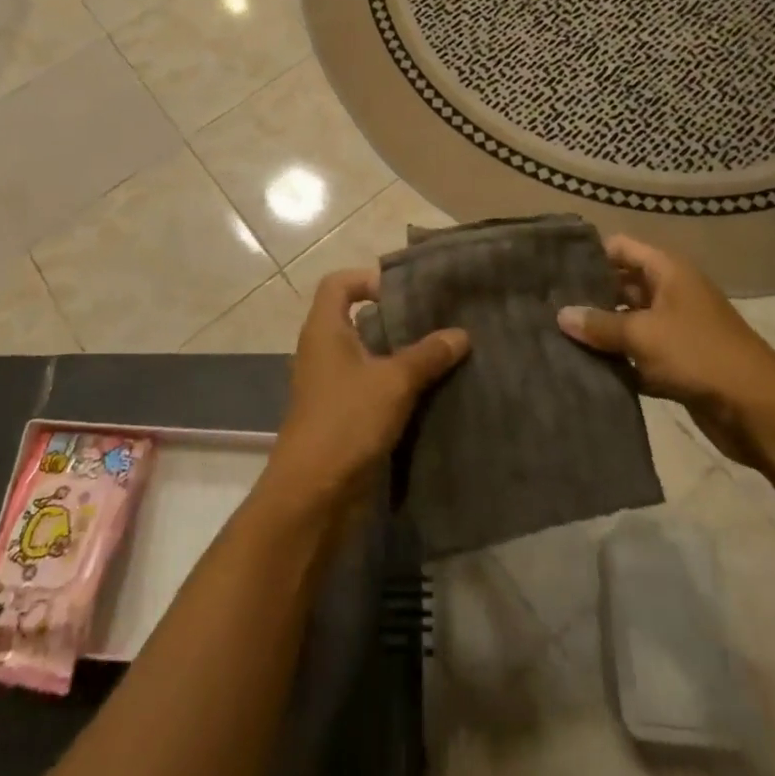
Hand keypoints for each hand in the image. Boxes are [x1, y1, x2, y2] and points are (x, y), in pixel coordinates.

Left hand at [261, 268, 469, 519]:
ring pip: (367, 356)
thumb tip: (461, 334)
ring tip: (440, 354)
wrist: (313, 496)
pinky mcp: (341, 416)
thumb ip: (428, 354)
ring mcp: (330, 386)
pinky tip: (429, 392)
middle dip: (395, 319)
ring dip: (399, 355)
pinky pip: (370, 387)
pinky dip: (395, 385)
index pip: (339, 284)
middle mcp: (322, 351)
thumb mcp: (394, 382)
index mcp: (324, 330)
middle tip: (435, 322)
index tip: (404, 294)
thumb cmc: (347, 422)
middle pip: (357, 319)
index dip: (368, 279)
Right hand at [557, 235, 774, 467]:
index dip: (589, 254)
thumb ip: (600, 324)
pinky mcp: (677, 362)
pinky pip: (639, 353)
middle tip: (546, 304)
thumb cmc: (699, 355)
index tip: (552, 267)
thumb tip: (560, 315)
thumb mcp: (643, 334)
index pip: (619, 248)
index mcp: (667, 271)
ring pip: (628, 321)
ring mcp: (675, 327)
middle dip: (588, 295)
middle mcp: (670, 292)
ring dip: (601, 331)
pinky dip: (619, 360)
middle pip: (621, 283)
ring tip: (556, 335)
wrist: (759, 411)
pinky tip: (584, 367)